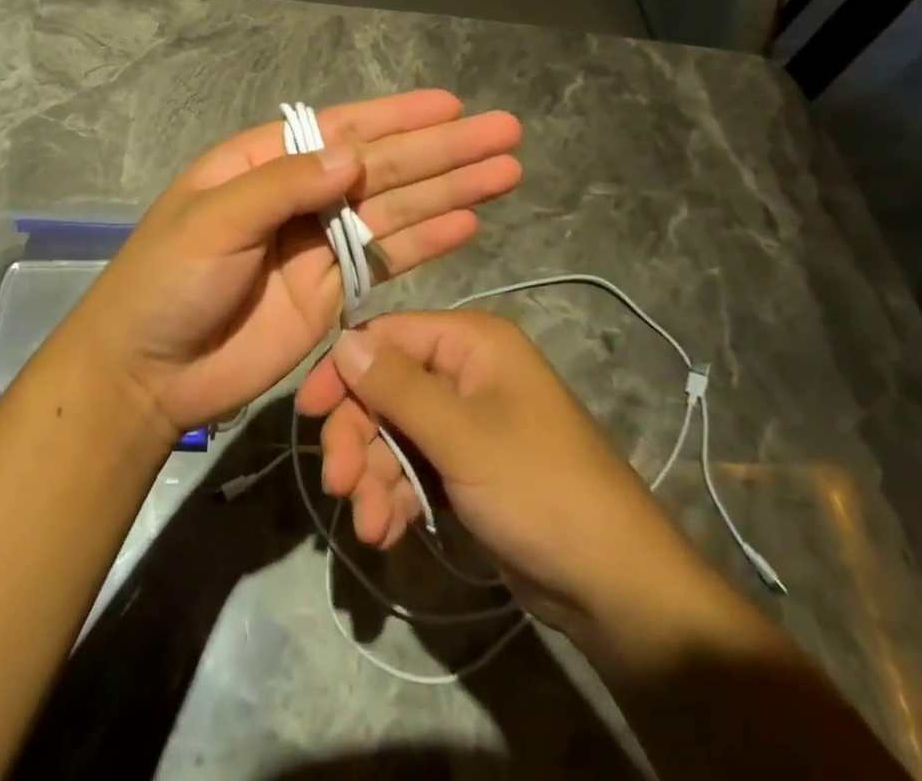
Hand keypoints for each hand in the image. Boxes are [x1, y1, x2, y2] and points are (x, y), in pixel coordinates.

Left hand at [71, 91, 521, 434]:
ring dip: (451, 189)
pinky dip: (429, 240)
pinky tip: (470, 222)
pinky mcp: (335, 291)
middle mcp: (302, 195)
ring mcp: (321, 244)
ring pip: (397, 208)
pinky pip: (389, 258)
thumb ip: (282, 186)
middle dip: (444, 150)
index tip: (452, 106)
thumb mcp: (212, 220)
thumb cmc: (166, 282)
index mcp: (266, 163)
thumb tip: (354, 156)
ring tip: (507, 170)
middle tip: (506, 132)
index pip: (343, 130)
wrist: (148, 372)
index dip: (399, 117)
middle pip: (384, 166)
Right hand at [295, 310, 703, 637]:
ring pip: (394, 433)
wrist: (614, 586)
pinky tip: (386, 532)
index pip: (387, 336)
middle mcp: (466, 372)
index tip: (307, 412)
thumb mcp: (461, 436)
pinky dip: (395, 496)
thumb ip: (396, 386)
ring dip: (373, 477)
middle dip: (358, 438)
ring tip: (369, 526)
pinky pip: (414, 467)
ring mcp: (466, 422)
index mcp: (471, 342)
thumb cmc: (539, 489)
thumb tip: (342, 339)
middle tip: (338, 485)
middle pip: (385, 389)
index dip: (344, 370)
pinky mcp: (466, 467)